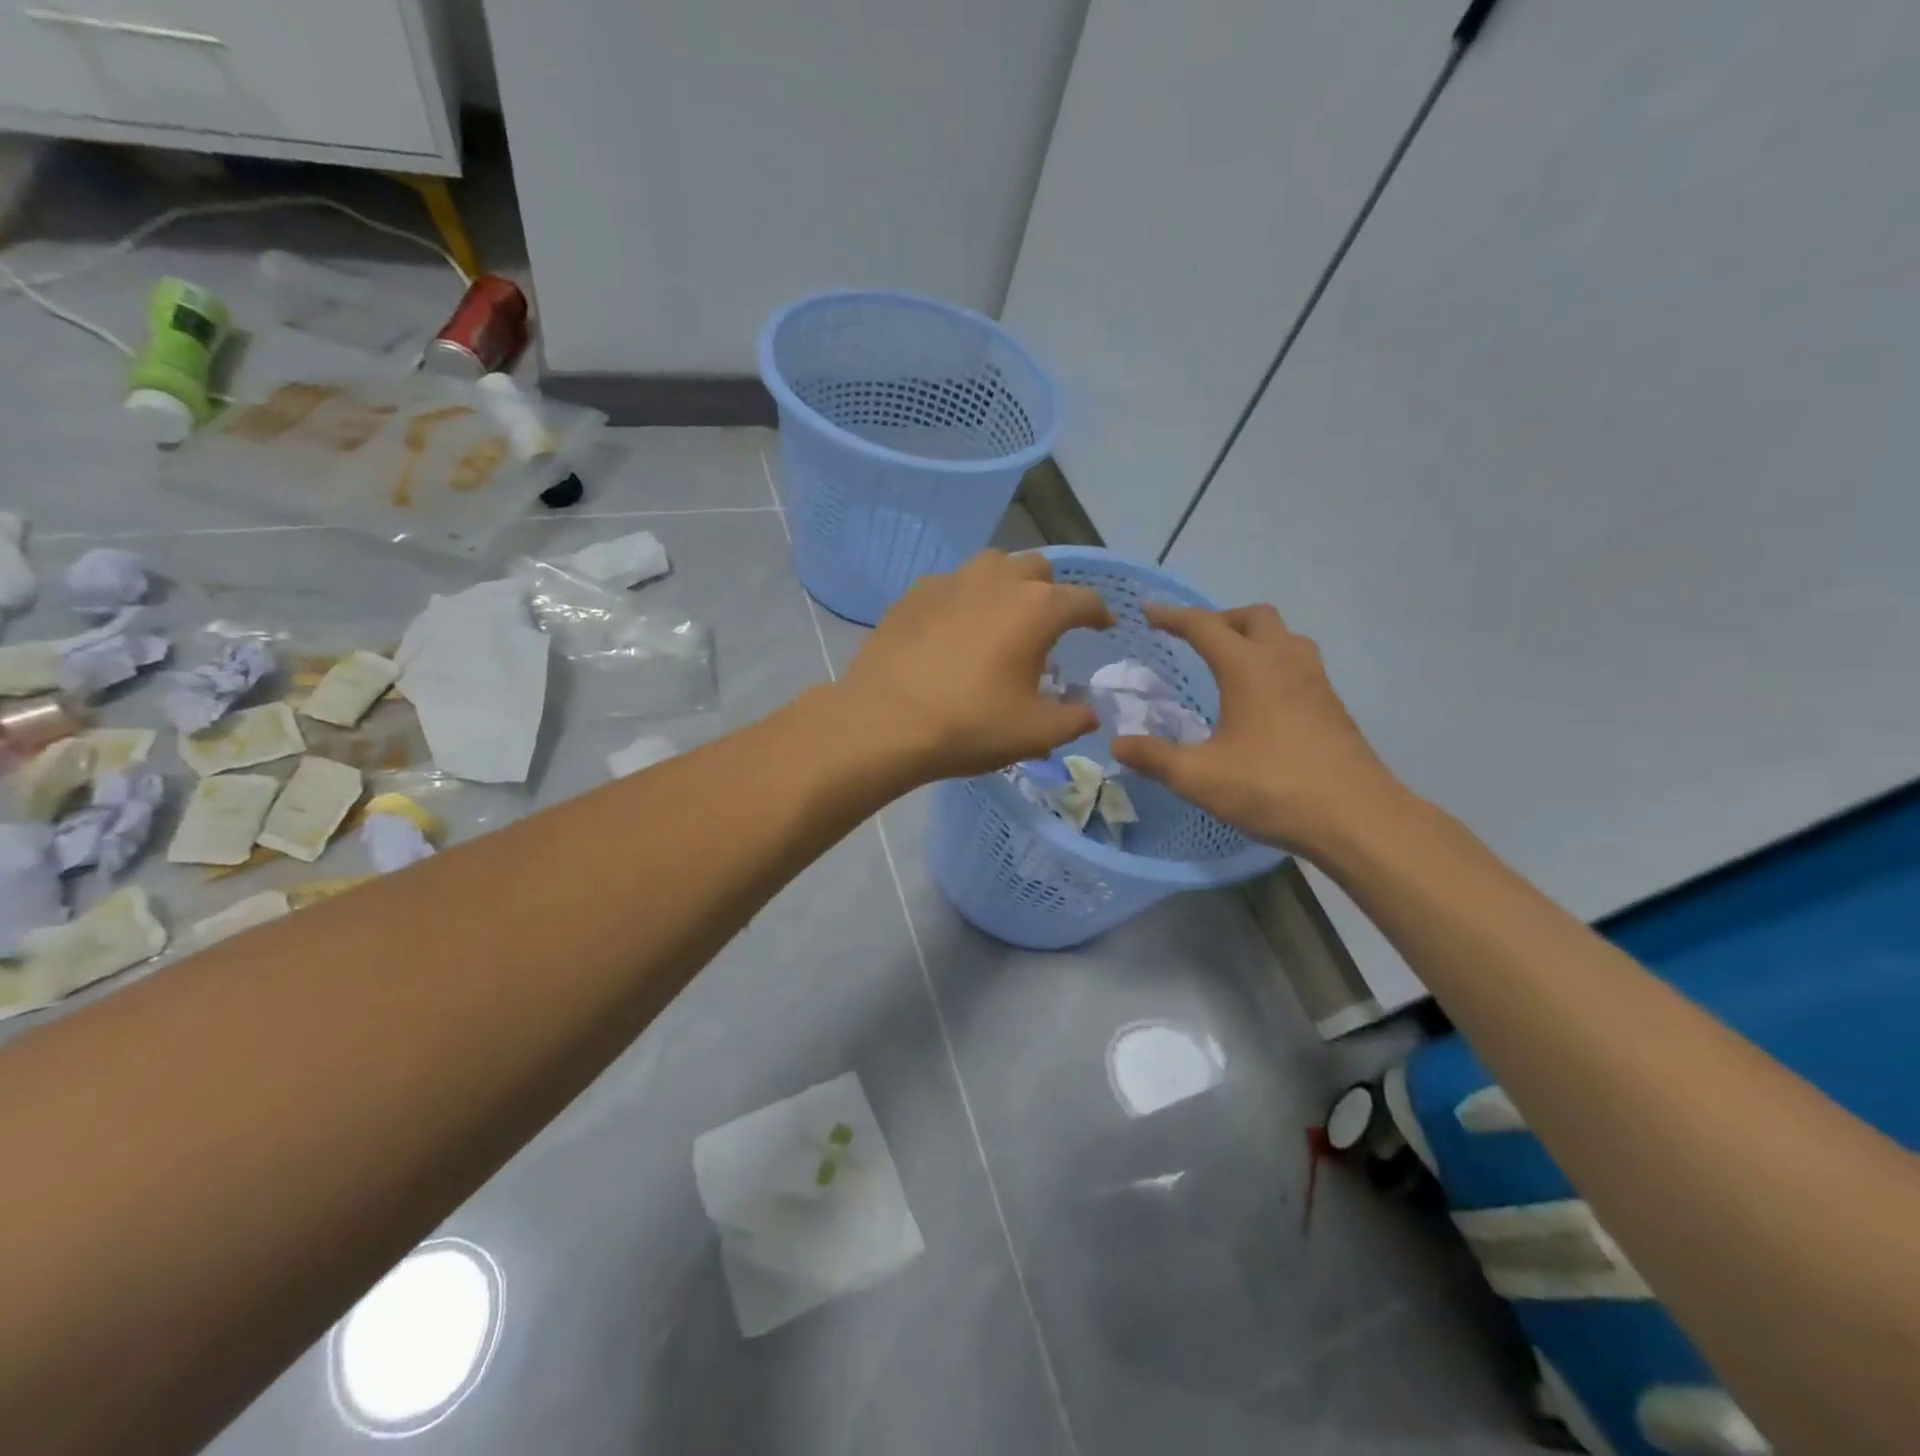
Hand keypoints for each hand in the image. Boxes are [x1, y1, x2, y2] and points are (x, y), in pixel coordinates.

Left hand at [839, 550, 1110, 782]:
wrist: (884, 721)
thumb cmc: (969, 725)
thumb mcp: (1035, 733)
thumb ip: (1074, 719)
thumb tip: (1089, 712)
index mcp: (1037, 608)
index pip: (1084, 599)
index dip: (1099, 613)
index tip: (1103, 626)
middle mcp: (998, 580)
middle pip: (1038, 568)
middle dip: (1052, 591)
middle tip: (1048, 625)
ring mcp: (952, 581)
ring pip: (993, 565)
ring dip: (1008, 584)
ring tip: (1003, 617)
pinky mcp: (915, 593)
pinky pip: (953, 583)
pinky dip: (966, 598)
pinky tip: (956, 628)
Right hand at [1109, 603, 1408, 852]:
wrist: (1357, 818)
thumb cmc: (1273, 788)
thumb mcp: (1200, 778)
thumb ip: (1155, 758)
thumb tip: (1118, 743)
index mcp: (1249, 669)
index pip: (1205, 627)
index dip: (1173, 616)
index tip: (1148, 611)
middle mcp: (1285, 662)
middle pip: (1253, 617)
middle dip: (1219, 619)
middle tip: (1194, 638)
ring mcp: (1315, 682)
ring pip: (1283, 636)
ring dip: (1252, 637)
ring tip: (1229, 662)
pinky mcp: (1332, 706)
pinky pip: (1298, 663)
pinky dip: (1272, 662)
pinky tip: (1261, 698)